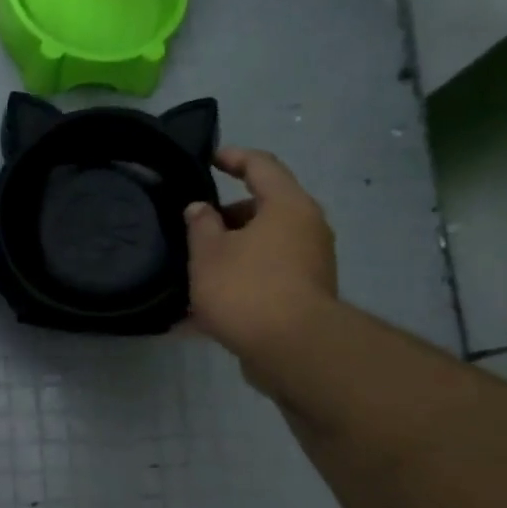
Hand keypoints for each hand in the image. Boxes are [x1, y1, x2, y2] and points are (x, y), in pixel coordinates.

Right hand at [185, 147, 337, 385]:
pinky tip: (206, 312)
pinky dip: (240, 283)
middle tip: (196, 228)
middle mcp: (307, 229)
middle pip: (265, 210)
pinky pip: (266, 278)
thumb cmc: (247, 288)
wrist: (293, 350)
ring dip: (231, 255)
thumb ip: (200, 225)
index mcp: (287, 206)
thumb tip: (200, 209)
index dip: (234, 157)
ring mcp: (310, 265)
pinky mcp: (305, 296)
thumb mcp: (208, 253)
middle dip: (228, 218)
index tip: (211, 159)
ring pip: (264, 248)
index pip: (262, 166)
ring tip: (196, 272)